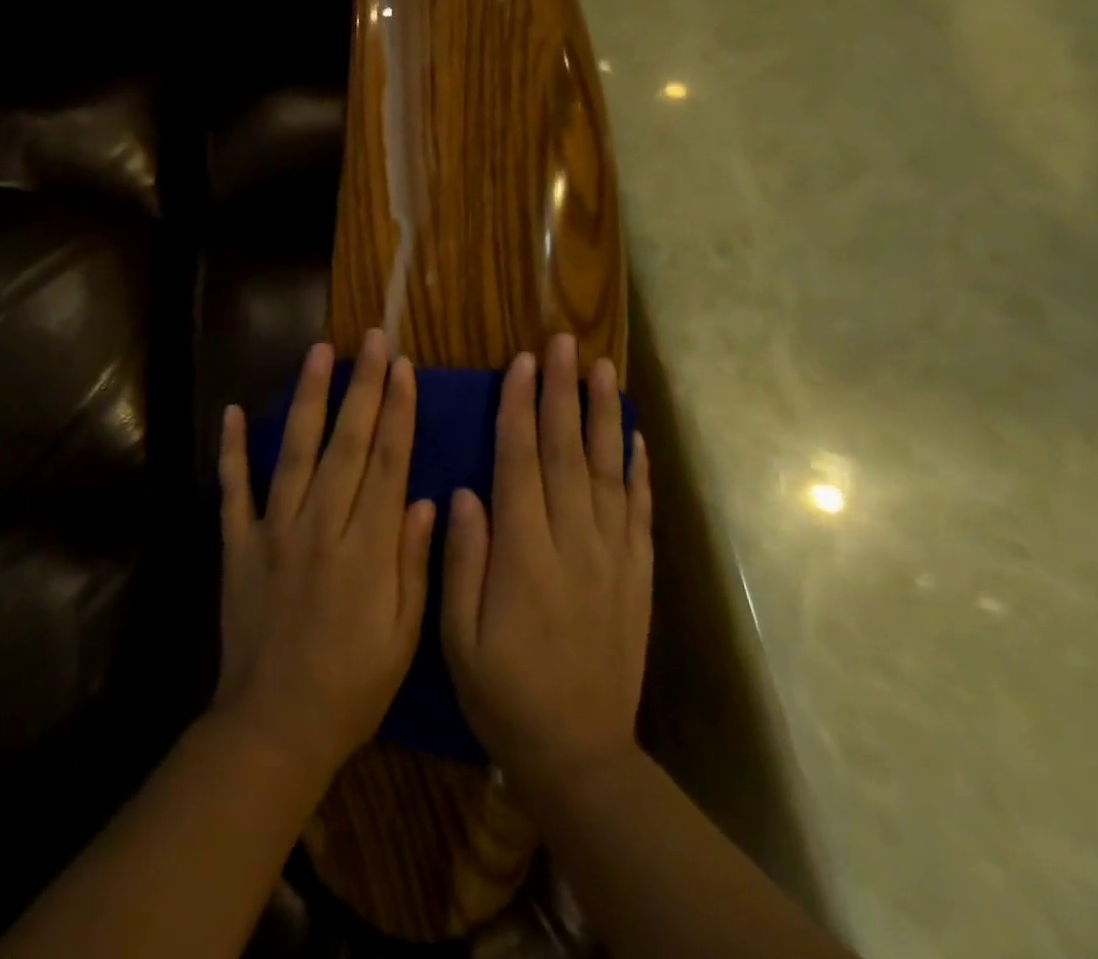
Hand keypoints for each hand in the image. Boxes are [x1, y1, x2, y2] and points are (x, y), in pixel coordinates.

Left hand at [214, 330, 436, 786]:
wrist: (273, 727)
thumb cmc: (352, 686)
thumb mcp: (403, 636)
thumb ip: (412, 563)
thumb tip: (421, 498)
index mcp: (366, 548)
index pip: (386, 463)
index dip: (397, 411)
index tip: (403, 367)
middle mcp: (320, 526)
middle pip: (346, 443)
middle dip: (363, 386)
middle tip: (373, 339)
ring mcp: (273, 531)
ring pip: (295, 452)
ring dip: (309, 398)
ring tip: (319, 352)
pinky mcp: (238, 545)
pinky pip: (234, 490)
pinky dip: (233, 450)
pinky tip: (235, 411)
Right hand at [442, 333, 653, 801]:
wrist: (581, 755)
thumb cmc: (505, 694)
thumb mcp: (459, 639)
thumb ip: (462, 561)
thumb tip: (464, 492)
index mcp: (524, 555)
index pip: (521, 464)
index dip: (520, 410)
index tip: (520, 363)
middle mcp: (573, 544)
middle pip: (567, 453)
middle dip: (562, 392)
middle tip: (562, 343)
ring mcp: (612, 557)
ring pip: (608, 471)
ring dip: (603, 415)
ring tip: (600, 369)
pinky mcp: (636, 575)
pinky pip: (639, 512)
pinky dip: (638, 469)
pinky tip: (634, 436)